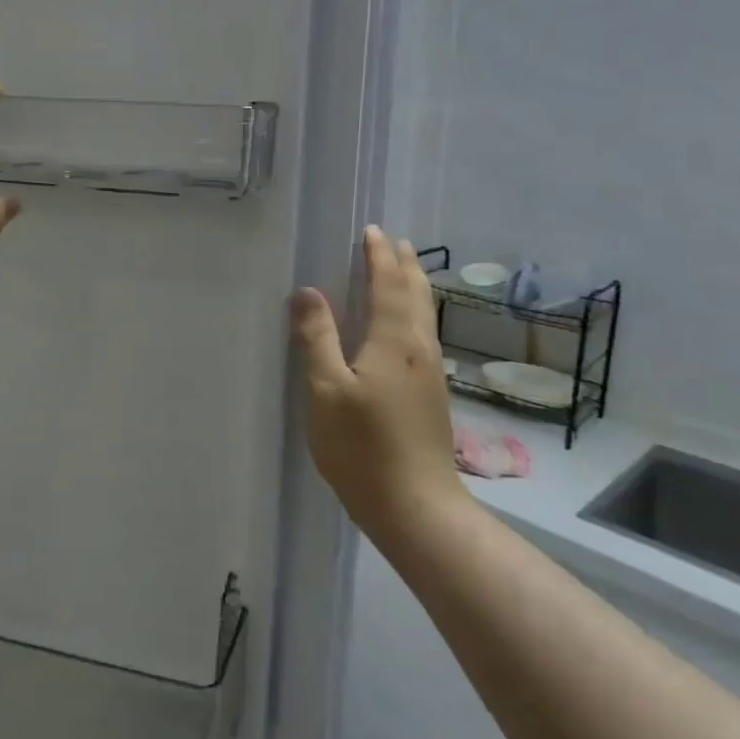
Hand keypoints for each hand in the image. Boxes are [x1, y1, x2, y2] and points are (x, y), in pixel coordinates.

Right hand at [291, 226, 466, 538]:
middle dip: (404, 264)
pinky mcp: (431, 394)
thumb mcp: (326, 390)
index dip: (379, 256)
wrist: (416, 507)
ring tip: (406, 269)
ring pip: (425, 315)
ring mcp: (430, 373)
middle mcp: (419, 349)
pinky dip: (416, 311)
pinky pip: (424, 333)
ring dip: (415, 285)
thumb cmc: (363, 447)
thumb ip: (317, 338)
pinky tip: (407, 325)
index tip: (372, 231)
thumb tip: (307, 292)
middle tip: (395, 241)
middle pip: (416, 295)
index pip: (388, 285)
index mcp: (393, 341)